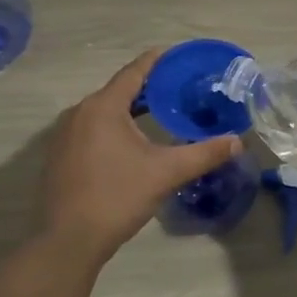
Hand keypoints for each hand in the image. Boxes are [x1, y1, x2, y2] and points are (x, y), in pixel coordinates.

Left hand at [40, 49, 242, 262]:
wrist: (68, 241)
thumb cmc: (117, 197)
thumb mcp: (165, 173)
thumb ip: (203, 154)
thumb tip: (237, 142)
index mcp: (102, 107)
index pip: (134, 71)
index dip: (158, 61)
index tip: (178, 55)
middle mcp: (79, 112)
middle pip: (118, 89)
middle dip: (148, 87)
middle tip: (178, 87)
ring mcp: (64, 135)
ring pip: (103, 111)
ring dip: (129, 108)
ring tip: (159, 111)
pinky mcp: (59, 155)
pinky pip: (90, 128)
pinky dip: (113, 126)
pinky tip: (130, 142)